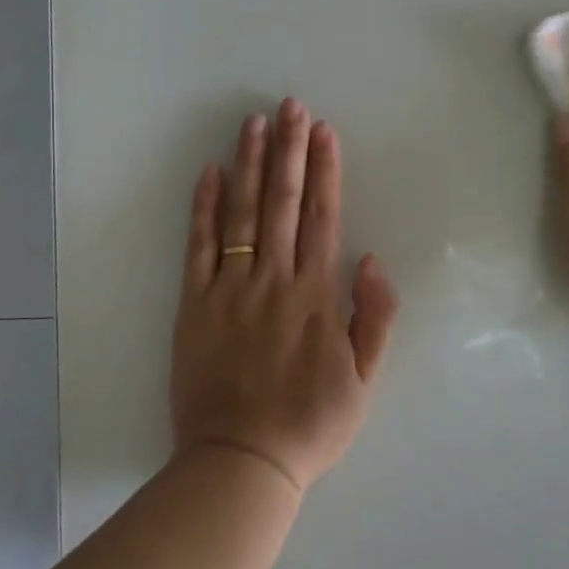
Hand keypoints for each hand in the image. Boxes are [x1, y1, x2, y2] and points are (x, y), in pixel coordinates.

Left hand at [171, 100, 399, 492]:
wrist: (241, 462)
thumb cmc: (310, 423)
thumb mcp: (364, 380)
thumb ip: (373, 317)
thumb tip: (371, 259)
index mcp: (317, 295)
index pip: (323, 217)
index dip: (325, 170)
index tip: (324, 132)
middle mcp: (275, 280)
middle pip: (284, 202)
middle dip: (289, 150)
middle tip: (291, 106)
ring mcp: (231, 289)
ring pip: (242, 213)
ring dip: (249, 164)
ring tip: (254, 123)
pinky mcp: (195, 304)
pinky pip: (199, 247)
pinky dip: (203, 208)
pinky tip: (209, 173)